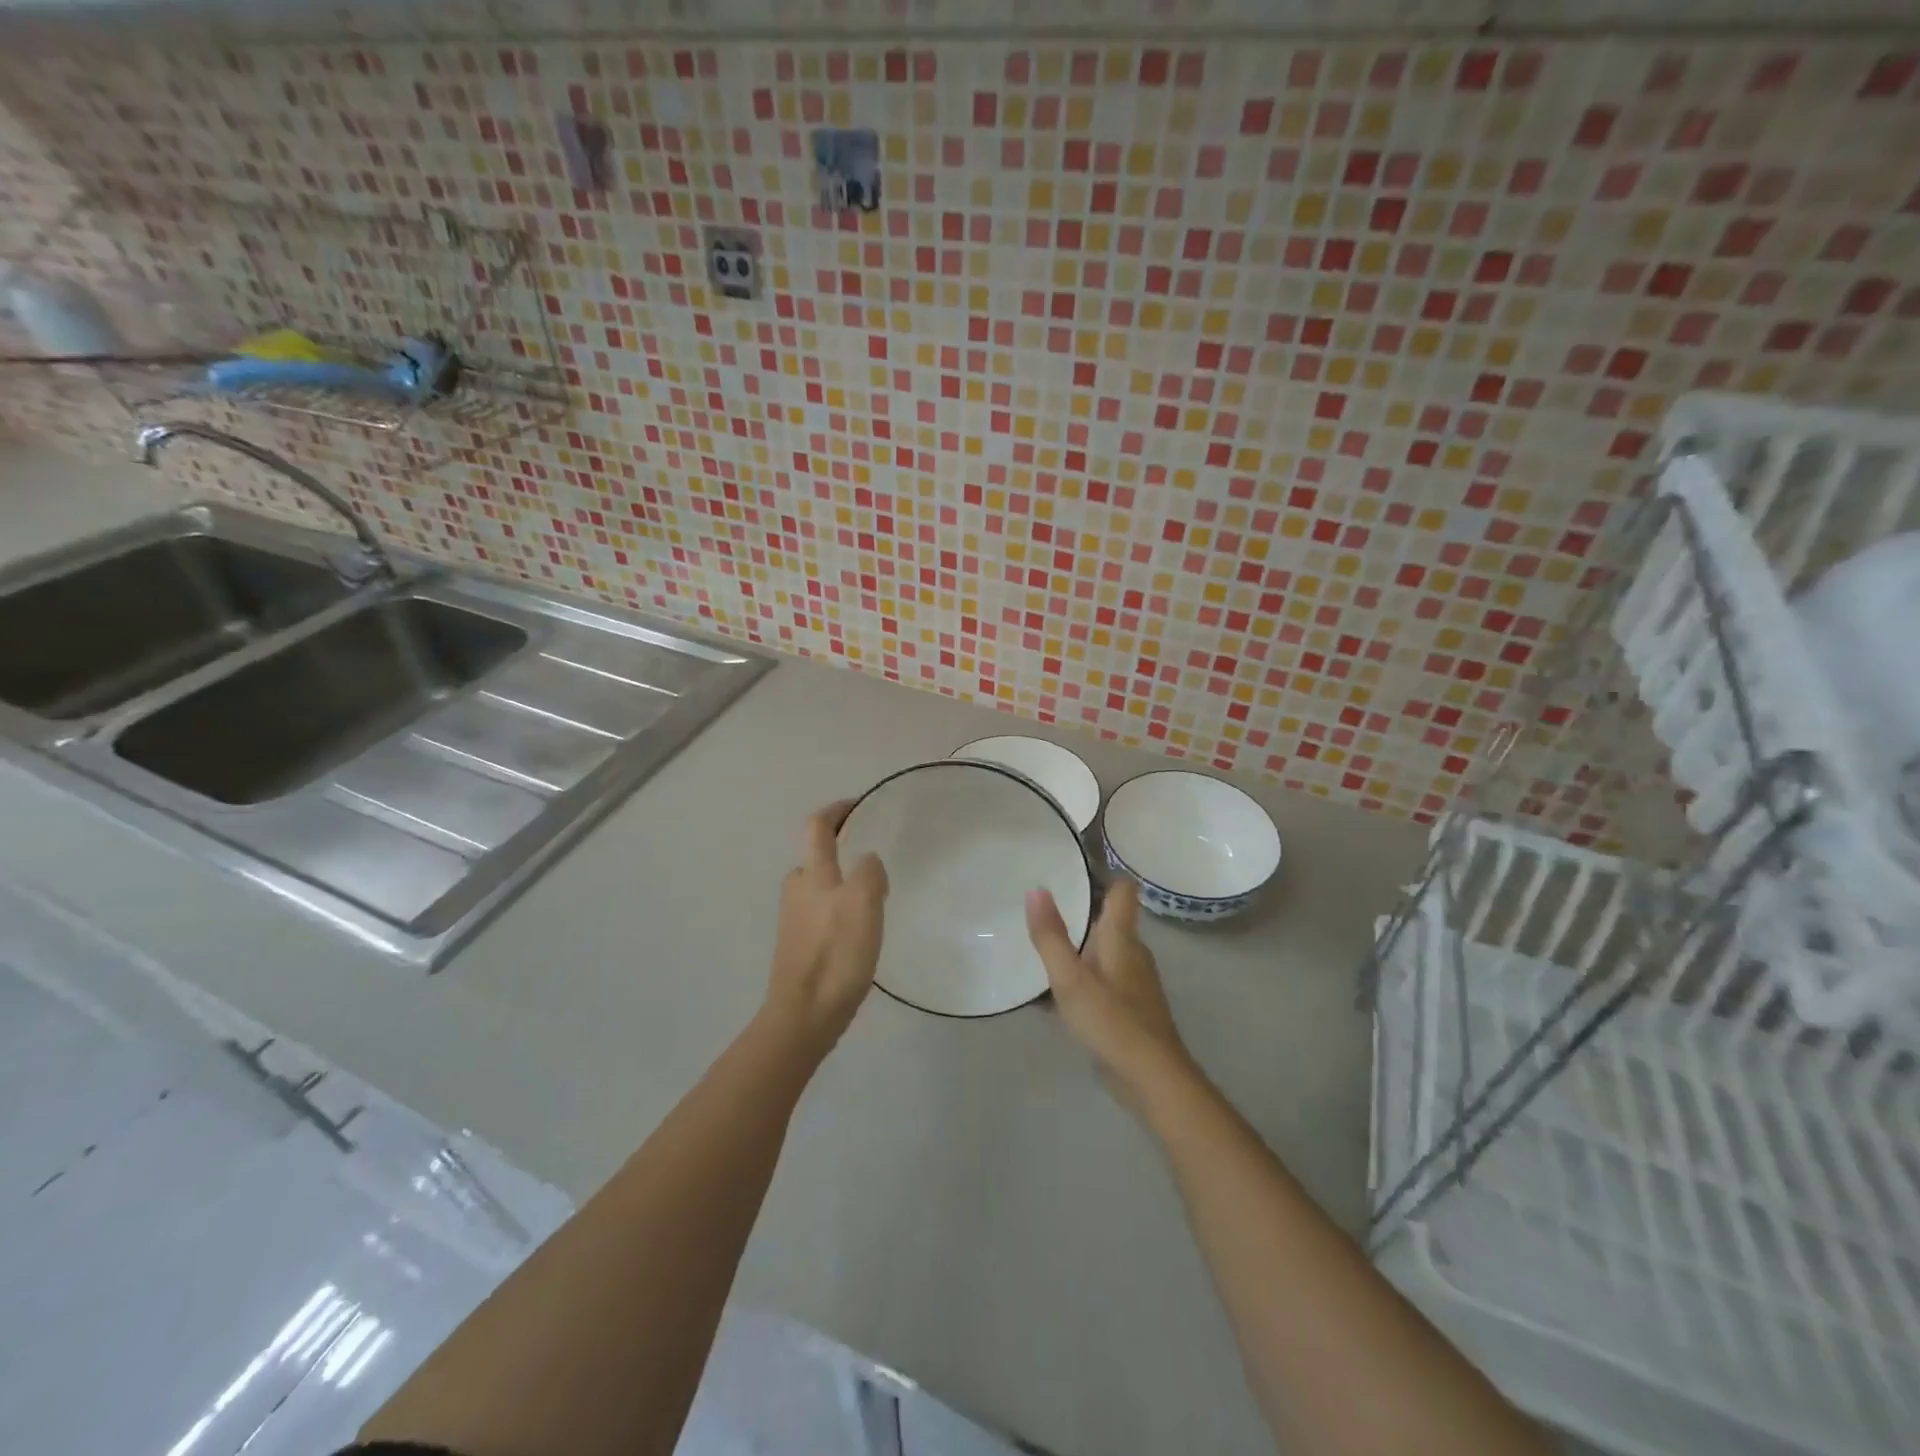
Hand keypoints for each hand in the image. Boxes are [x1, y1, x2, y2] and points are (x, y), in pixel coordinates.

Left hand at [763, 800, 888, 1059]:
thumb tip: (868, 862)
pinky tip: (860, 931)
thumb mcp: (864, 902)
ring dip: (843, 883)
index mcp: (812, 875)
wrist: (804, 1014)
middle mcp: (797, 891)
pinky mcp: (798, 946)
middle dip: (841, 849)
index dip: (837, 810)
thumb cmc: (836, 953)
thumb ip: (869, 872)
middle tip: (873, 860)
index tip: (859, 804)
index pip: (818, 826)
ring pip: (820, 888)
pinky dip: (840, 910)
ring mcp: (794, 920)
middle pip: (815, 857)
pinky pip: (822, 914)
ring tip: (875, 898)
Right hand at [1026, 879, 1195, 1112]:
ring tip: (1045, 945)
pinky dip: (1084, 976)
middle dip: (1082, 910)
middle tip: (1044, 905)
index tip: (1076, 865)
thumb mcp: (1071, 979)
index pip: (1123, 891)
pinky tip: (1058, 993)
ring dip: (1080, 946)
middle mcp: (1133, 953)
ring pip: (1106, 951)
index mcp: (1122, 938)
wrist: (1153, 1079)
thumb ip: (1051, 936)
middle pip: (1111, 920)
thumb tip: (1036, 889)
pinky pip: (1104, 979)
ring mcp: (1135, 982)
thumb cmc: (1111, 1021)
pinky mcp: (1132, 1008)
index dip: (1105, 873)